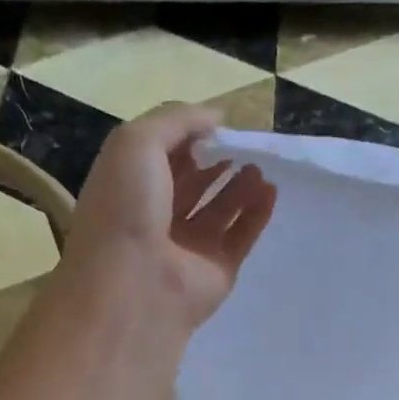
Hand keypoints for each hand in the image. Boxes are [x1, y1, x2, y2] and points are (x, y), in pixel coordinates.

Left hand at [63, 103, 276, 330]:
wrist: (134, 282)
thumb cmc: (126, 207)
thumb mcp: (138, 142)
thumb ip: (177, 120)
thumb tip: (216, 117)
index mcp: (130, 188)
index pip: (162, 158)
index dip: (188, 138)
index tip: (217, 124)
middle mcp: (157, 218)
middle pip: (193, 185)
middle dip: (217, 162)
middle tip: (246, 144)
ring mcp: (188, 248)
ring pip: (220, 211)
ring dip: (240, 186)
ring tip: (261, 165)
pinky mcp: (217, 271)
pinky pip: (241, 237)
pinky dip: (257, 215)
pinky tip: (272, 192)